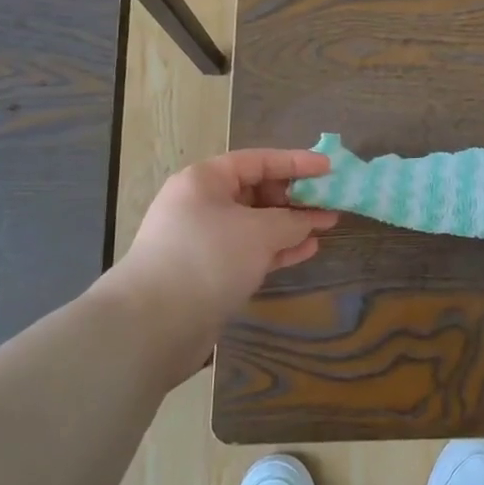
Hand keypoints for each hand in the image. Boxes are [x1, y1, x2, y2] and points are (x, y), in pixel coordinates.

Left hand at [111, 149, 339, 345]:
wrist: (154, 323)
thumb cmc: (208, 259)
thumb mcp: (259, 232)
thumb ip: (293, 221)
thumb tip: (312, 220)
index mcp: (205, 180)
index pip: (258, 160)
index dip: (296, 162)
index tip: (329, 168)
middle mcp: (201, 204)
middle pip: (256, 191)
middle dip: (294, 197)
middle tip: (329, 203)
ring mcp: (203, 239)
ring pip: (255, 223)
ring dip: (290, 225)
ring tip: (326, 227)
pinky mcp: (208, 270)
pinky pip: (249, 250)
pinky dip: (277, 248)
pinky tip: (305, 250)